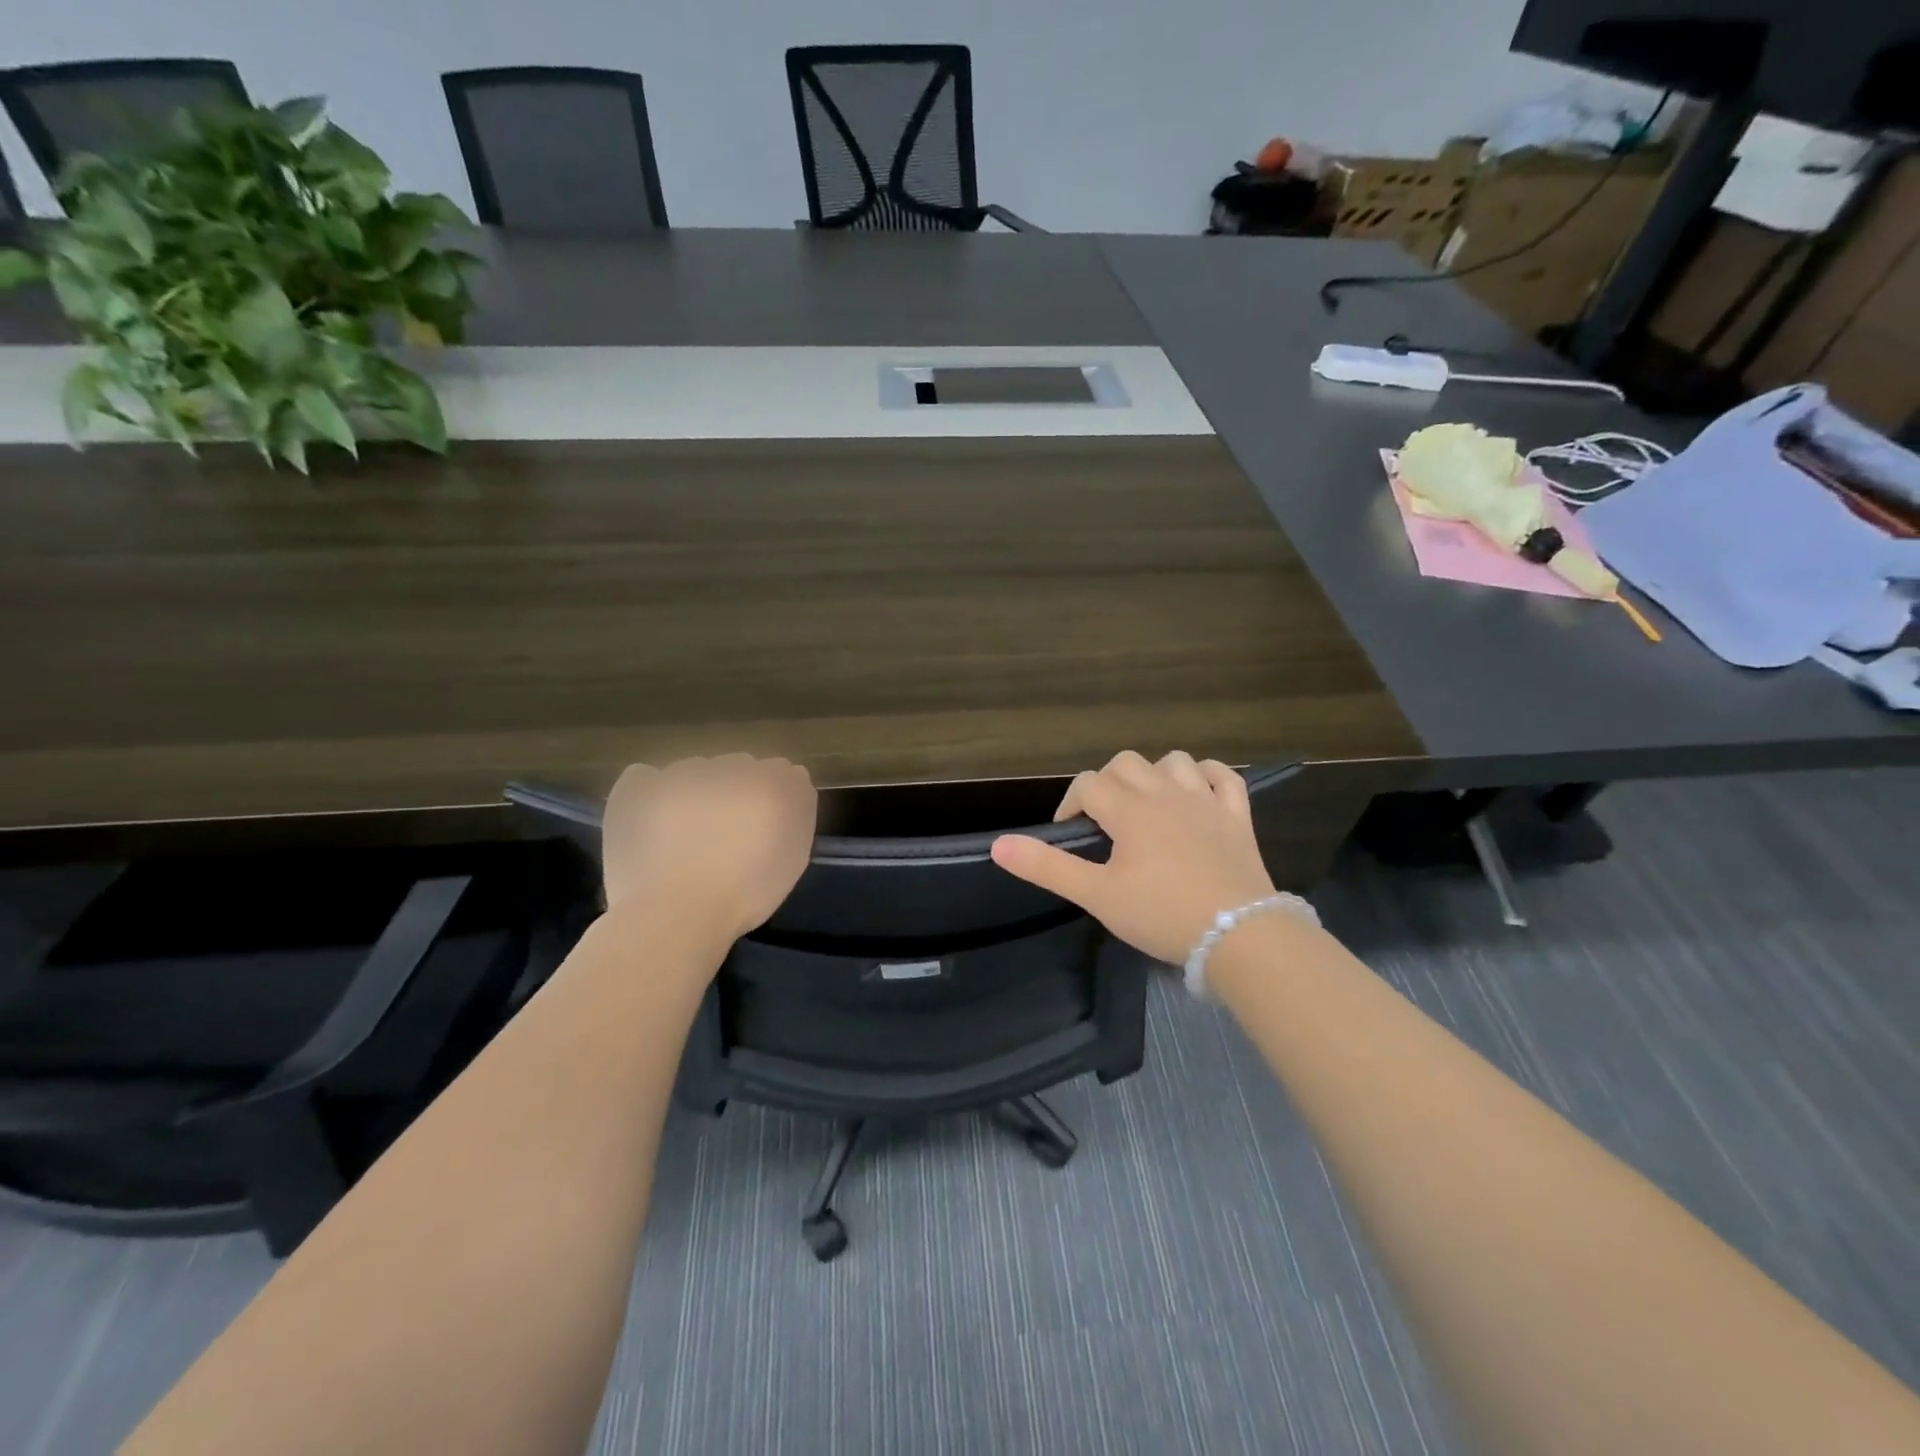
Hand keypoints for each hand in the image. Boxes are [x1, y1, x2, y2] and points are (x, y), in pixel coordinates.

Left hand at [600, 755, 816, 945]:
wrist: (676, 913)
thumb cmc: (746, 894)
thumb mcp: (794, 857)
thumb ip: (795, 811)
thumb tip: (788, 781)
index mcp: (772, 781)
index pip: (780, 772)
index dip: (770, 800)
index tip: (762, 831)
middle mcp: (729, 766)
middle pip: (737, 768)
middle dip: (733, 792)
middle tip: (724, 836)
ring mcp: (681, 772)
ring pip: (694, 771)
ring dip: (695, 793)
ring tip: (684, 836)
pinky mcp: (639, 785)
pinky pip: (647, 776)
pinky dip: (650, 793)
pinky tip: (653, 823)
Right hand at [989, 750, 1276, 964]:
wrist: (1239, 935)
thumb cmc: (1161, 914)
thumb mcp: (1096, 895)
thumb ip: (1047, 867)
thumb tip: (998, 843)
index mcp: (1129, 810)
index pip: (1088, 784)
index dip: (1070, 804)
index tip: (1070, 834)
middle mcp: (1166, 793)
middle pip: (1126, 763)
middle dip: (1107, 783)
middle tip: (1104, 821)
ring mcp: (1206, 801)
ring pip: (1174, 761)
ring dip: (1154, 774)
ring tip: (1147, 806)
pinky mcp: (1237, 816)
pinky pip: (1224, 777)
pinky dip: (1207, 776)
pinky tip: (1198, 792)